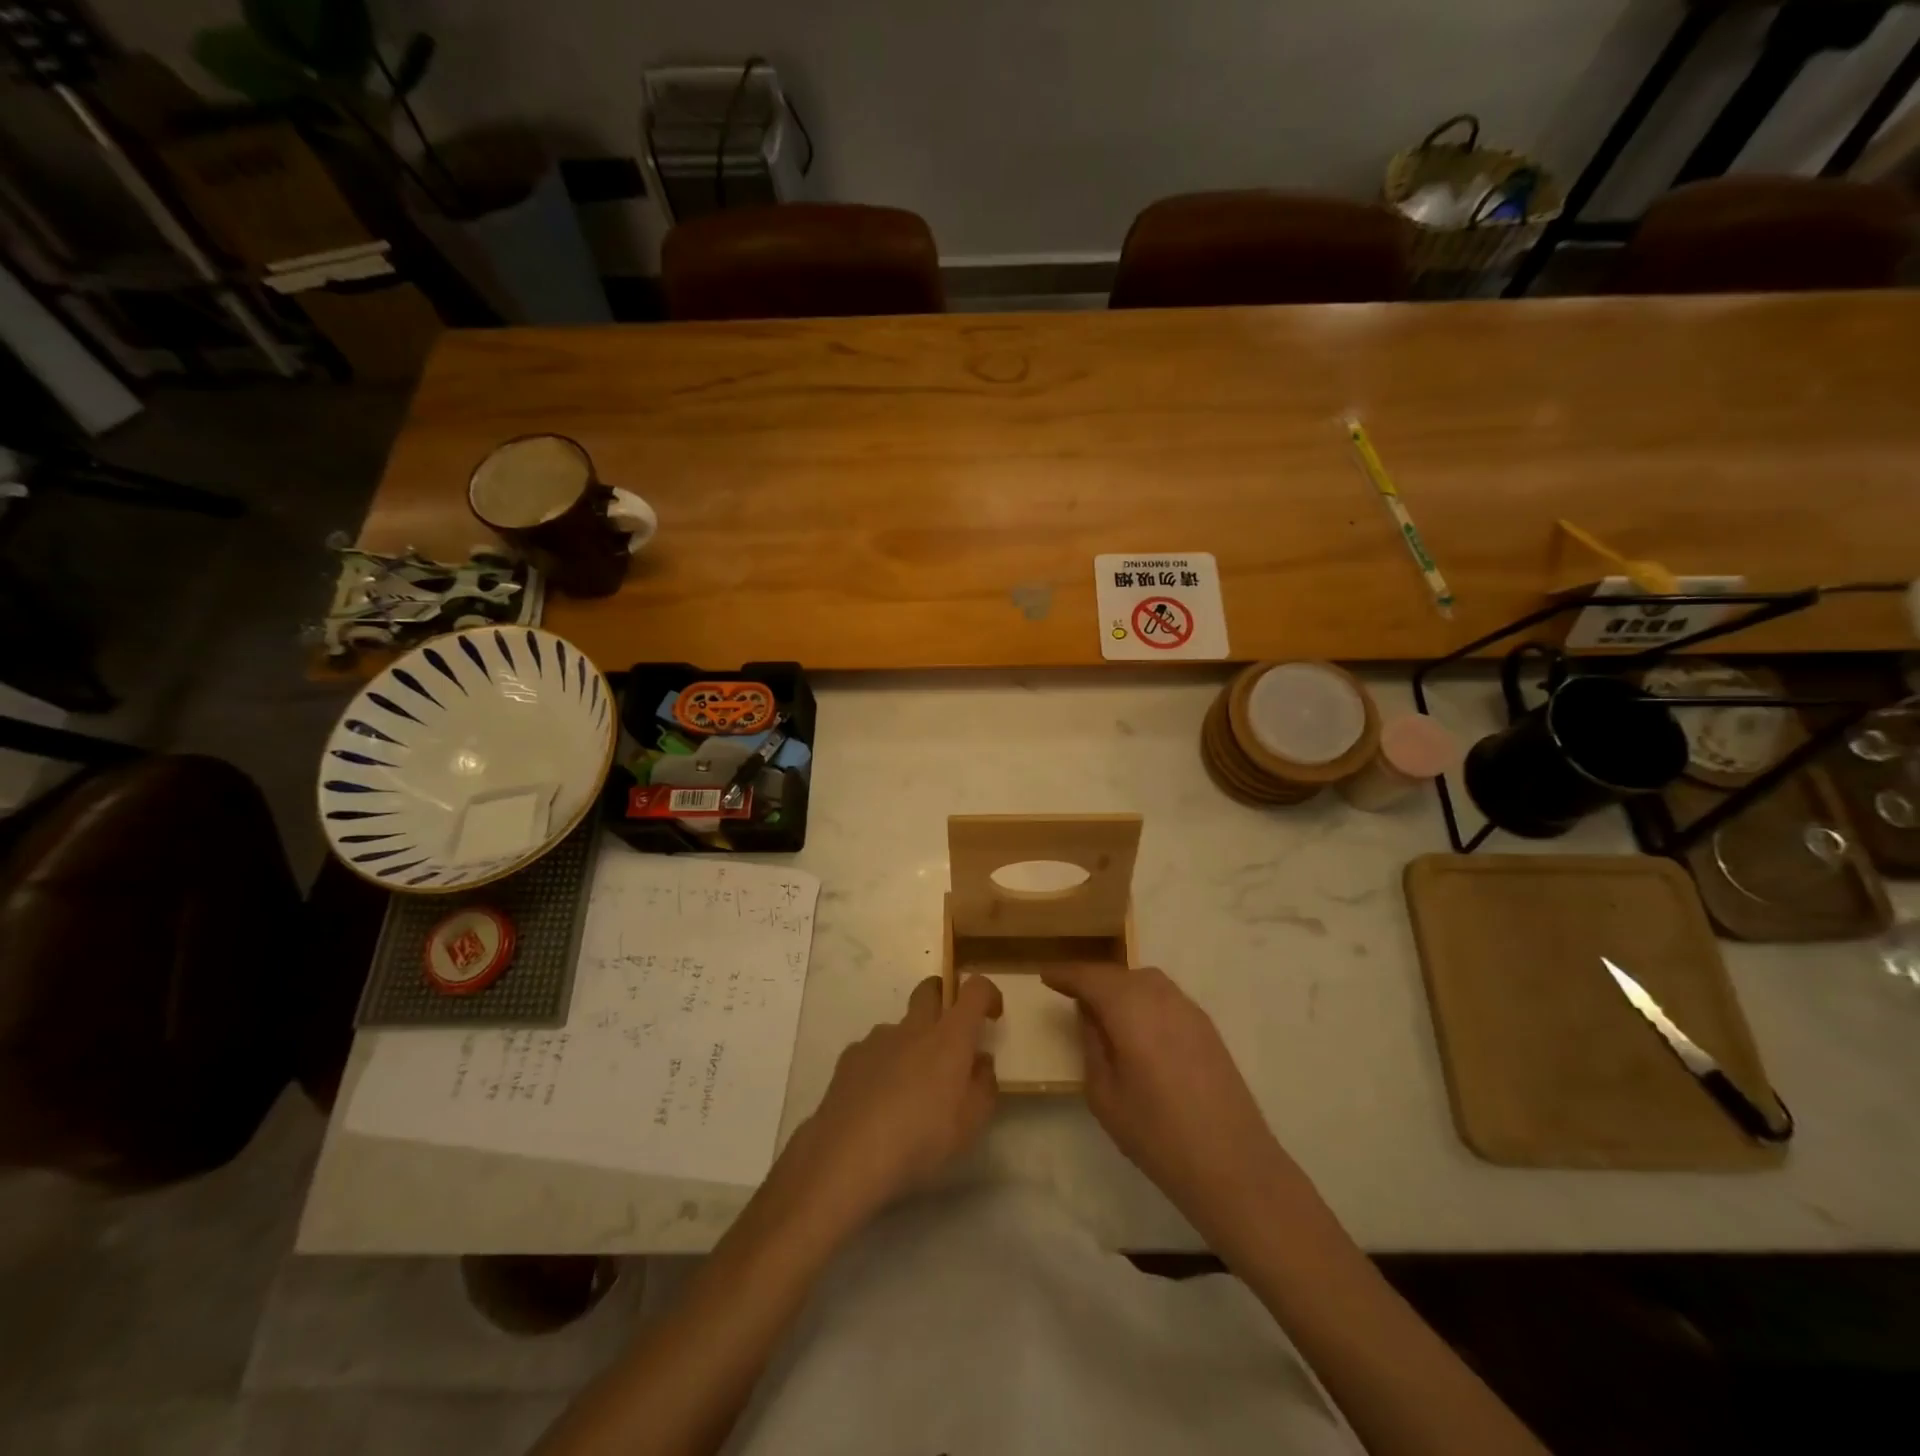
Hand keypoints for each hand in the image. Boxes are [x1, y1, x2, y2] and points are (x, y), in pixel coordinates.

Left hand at [782, 975, 1002, 1222]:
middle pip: (930, 989)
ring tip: (909, 1089)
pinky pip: (874, 1051)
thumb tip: (980, 1061)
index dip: (988, 993)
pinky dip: (883, 1066)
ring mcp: (878, 1039)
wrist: (848, 1155)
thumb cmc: (921, 1139)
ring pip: (901, 1026)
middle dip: (943, 999)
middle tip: (950, 1035)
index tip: (992, 1015)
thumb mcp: (971, 1124)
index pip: (974, 990)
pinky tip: (878, 1102)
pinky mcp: (850, 1058)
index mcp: (949, 1037)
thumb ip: (983, 1086)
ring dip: (911, 1043)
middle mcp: (914, 1027)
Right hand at [1041, 963, 1298, 1241]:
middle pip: (1119, 974)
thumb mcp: (1104, 1095)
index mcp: (1130, 1010)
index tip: (1046, 976)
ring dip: (1120, 986)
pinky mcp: (1207, 1028)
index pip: (1090, 977)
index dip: (1066, 974)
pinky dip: (1144, 999)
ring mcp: (1189, 1010)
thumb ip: (1092, 1045)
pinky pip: (1166, 997)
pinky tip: (1138, 1026)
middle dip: (1093, 979)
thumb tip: (1089, 1013)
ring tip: (1104, 1010)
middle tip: (1071, 994)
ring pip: (1145, 981)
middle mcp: (1161, 998)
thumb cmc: (1157, 1135)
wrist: (1233, 1166)